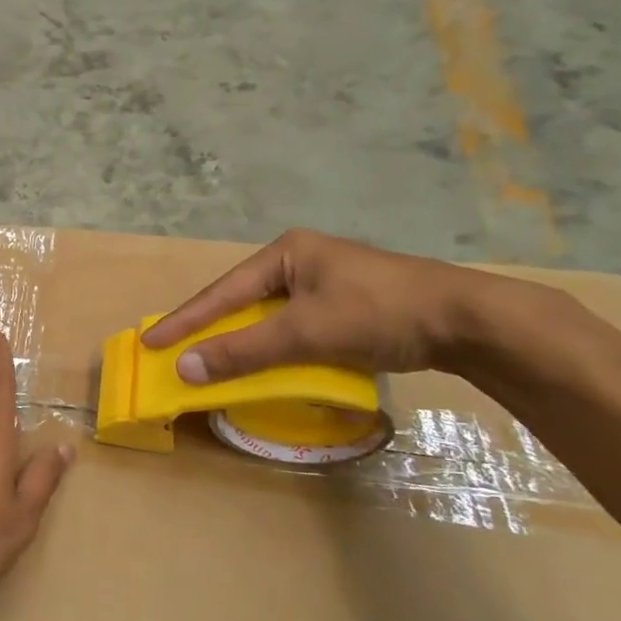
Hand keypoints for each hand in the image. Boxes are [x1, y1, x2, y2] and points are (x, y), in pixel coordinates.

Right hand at [142, 229, 490, 383]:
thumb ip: (244, 351)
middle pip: (243, 300)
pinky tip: (267, 363)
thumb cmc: (379, 313)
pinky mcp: (349, 305)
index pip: (223, 291)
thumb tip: (185, 368)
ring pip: (270, 315)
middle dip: (211, 328)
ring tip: (212, 362)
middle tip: (175, 351)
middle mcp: (302, 260)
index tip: (150, 342)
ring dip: (244, 340)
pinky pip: (295, 326)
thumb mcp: (305, 332)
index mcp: (288, 252)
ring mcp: (328, 282)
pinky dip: (275, 346)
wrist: (470, 322)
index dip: (185, 320)